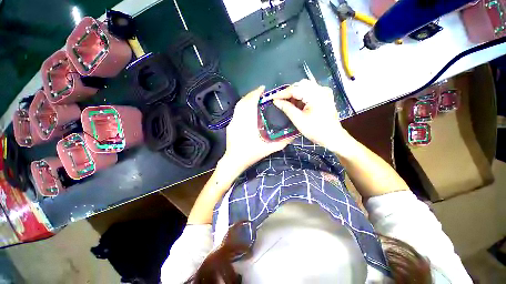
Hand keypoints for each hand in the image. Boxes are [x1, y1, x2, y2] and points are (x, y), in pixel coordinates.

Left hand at [222, 86, 292, 172]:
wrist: (234, 161)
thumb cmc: (251, 154)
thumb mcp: (269, 149)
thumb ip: (282, 142)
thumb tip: (293, 135)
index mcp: (248, 122)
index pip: (250, 103)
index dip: (255, 93)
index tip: (263, 88)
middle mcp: (238, 119)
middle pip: (243, 102)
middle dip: (251, 94)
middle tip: (260, 93)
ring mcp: (232, 122)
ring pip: (238, 106)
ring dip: (246, 100)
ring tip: (255, 99)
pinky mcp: (230, 125)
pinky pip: (236, 112)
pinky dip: (242, 106)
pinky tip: (248, 110)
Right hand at [271, 79, 349, 151]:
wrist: (333, 137)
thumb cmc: (315, 130)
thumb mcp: (298, 120)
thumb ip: (286, 108)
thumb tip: (275, 101)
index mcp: (315, 95)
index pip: (295, 89)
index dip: (282, 93)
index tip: (272, 97)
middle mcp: (321, 89)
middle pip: (300, 85)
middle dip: (288, 92)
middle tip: (279, 100)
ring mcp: (324, 92)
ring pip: (305, 87)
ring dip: (294, 94)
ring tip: (286, 102)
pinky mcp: (324, 96)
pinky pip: (310, 92)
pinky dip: (301, 96)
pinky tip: (296, 103)